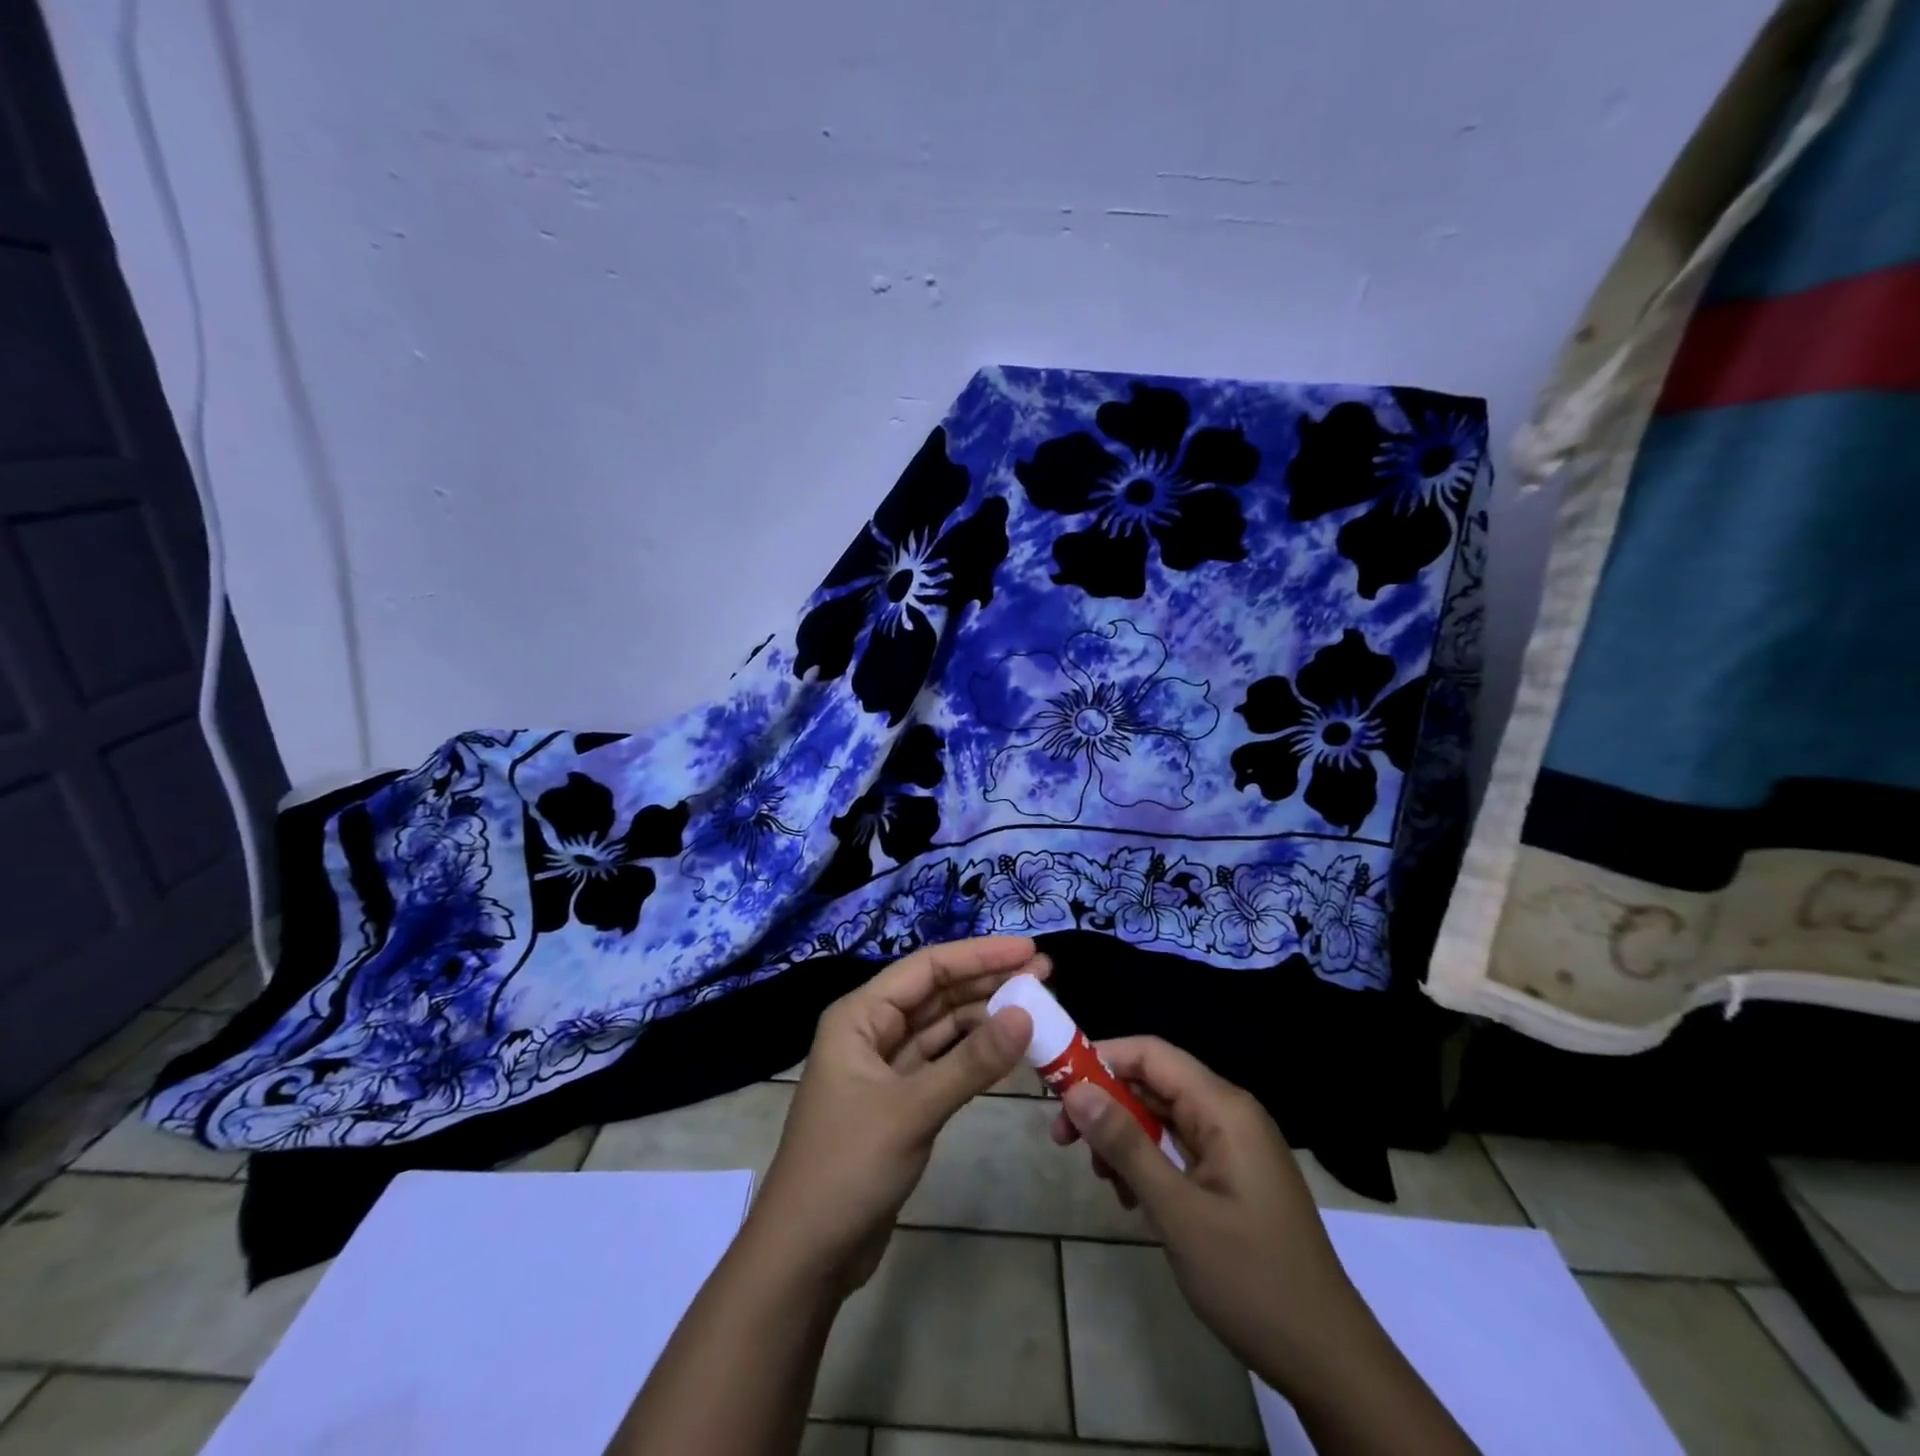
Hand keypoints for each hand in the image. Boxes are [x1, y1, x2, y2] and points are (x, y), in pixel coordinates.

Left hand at [747, 936, 1041, 1295]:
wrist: (806, 1257)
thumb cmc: (847, 1168)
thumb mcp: (912, 1110)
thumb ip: (971, 1063)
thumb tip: (1026, 1014)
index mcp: (859, 1016)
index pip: (927, 968)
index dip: (979, 955)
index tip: (1029, 949)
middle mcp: (871, 1031)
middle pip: (937, 993)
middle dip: (988, 982)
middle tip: (1045, 974)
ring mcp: (886, 1067)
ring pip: (943, 1028)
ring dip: (986, 1017)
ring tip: (1037, 1005)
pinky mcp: (900, 1102)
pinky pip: (944, 1063)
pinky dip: (975, 1055)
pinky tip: (1010, 1048)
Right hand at [1049, 1036, 1361, 1383]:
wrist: (1328, 1358)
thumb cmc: (1252, 1279)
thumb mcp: (1177, 1212)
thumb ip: (1126, 1145)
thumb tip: (1075, 1090)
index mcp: (1223, 1108)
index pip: (1151, 1054)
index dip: (1101, 1058)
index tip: (1058, 1085)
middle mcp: (1230, 1113)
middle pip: (1154, 1083)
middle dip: (1106, 1103)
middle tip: (1063, 1137)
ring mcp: (1234, 1145)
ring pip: (1162, 1116)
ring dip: (1124, 1137)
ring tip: (1099, 1177)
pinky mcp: (1233, 1174)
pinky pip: (1179, 1147)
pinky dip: (1148, 1161)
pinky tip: (1131, 1197)